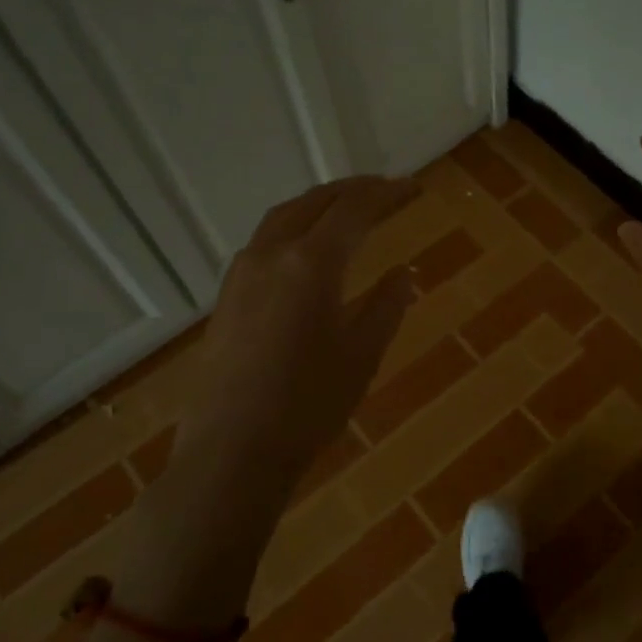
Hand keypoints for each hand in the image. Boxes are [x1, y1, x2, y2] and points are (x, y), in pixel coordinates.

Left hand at [181, 175, 419, 500]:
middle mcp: (272, 254)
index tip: (414, 188)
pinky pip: (265, 240)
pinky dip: (295, 226)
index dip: (388, 193)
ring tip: (348, 208)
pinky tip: (307, 249)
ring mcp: (242, 273)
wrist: (232, 453)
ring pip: (284, 216)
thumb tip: (403, 273)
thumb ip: (387, 305)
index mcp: (312, 263)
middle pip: (316, 201)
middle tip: (386, 189)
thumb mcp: (363, 354)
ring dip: (320, 203)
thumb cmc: (309, 405)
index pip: (355, 209)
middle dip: (354, 190)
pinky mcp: (227, 296)